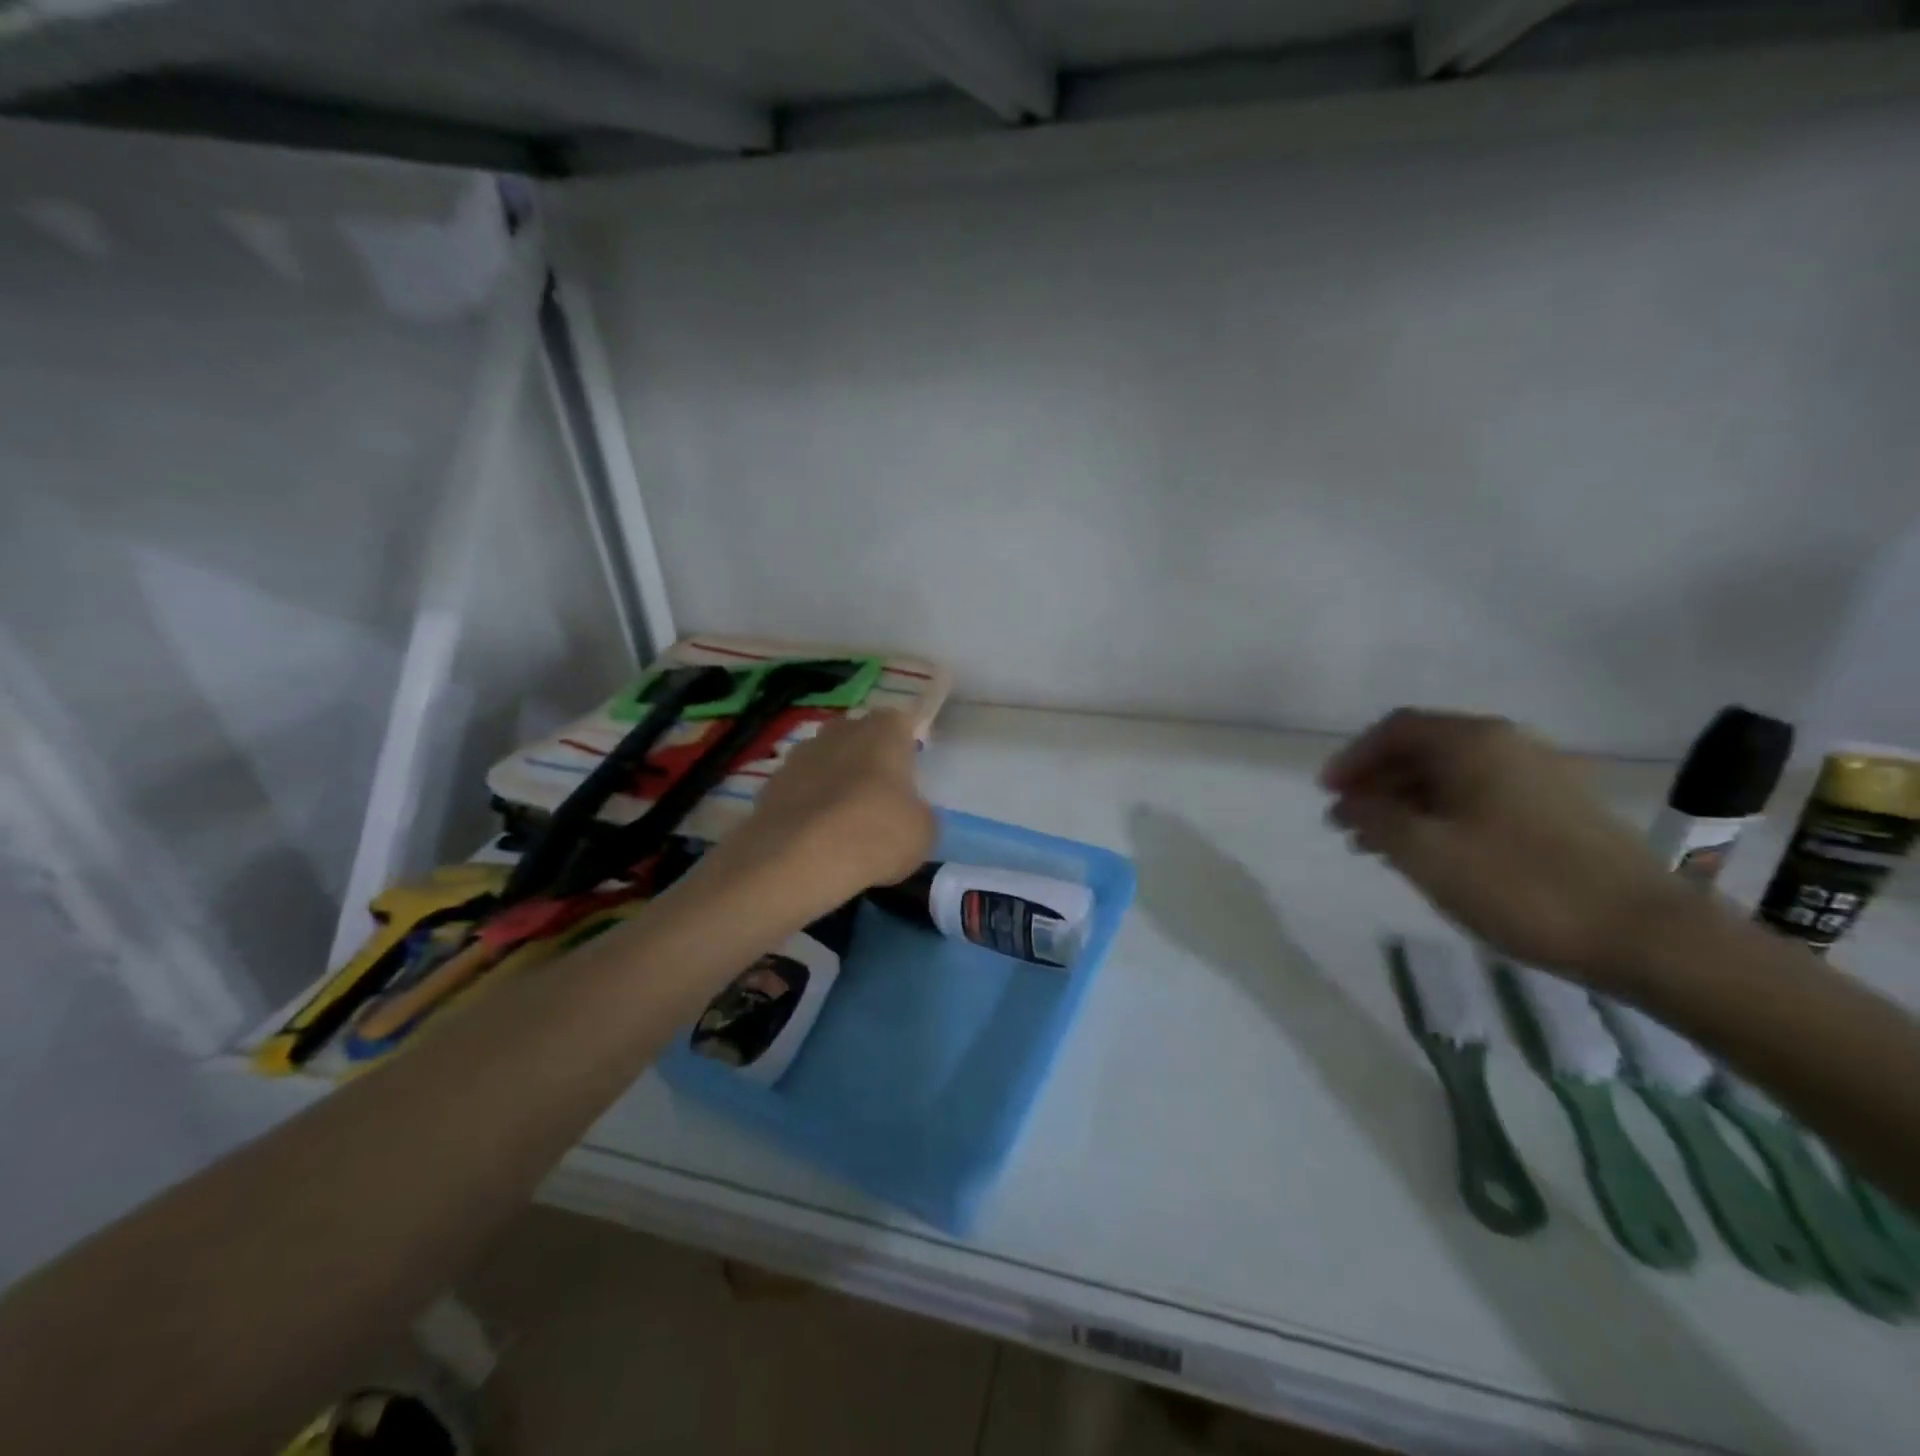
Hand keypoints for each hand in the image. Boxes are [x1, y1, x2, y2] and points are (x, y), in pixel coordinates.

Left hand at [713, 709, 936, 898]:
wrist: (797, 861)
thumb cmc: (876, 834)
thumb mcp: (923, 831)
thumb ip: (918, 812)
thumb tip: (907, 813)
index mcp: (883, 731)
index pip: (900, 722)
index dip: (905, 746)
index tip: (910, 774)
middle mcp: (839, 731)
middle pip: (858, 737)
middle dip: (867, 760)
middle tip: (879, 799)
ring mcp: (798, 756)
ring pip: (825, 762)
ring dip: (834, 783)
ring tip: (844, 825)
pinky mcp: (768, 786)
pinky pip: (798, 791)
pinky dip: (807, 808)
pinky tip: (815, 840)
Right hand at [1321, 708, 1684, 980]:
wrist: (1646, 935)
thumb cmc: (1520, 885)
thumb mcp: (1425, 852)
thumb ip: (1375, 817)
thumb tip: (1351, 801)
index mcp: (1473, 743)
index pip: (1395, 730)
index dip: (1353, 758)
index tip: (1327, 794)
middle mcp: (1507, 745)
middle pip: (1423, 750)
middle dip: (1376, 783)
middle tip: (1346, 823)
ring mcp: (1539, 776)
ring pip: (1451, 777)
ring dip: (1405, 803)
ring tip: (1377, 845)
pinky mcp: (1558, 809)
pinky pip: (1480, 797)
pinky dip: (1441, 815)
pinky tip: (1430, 852)